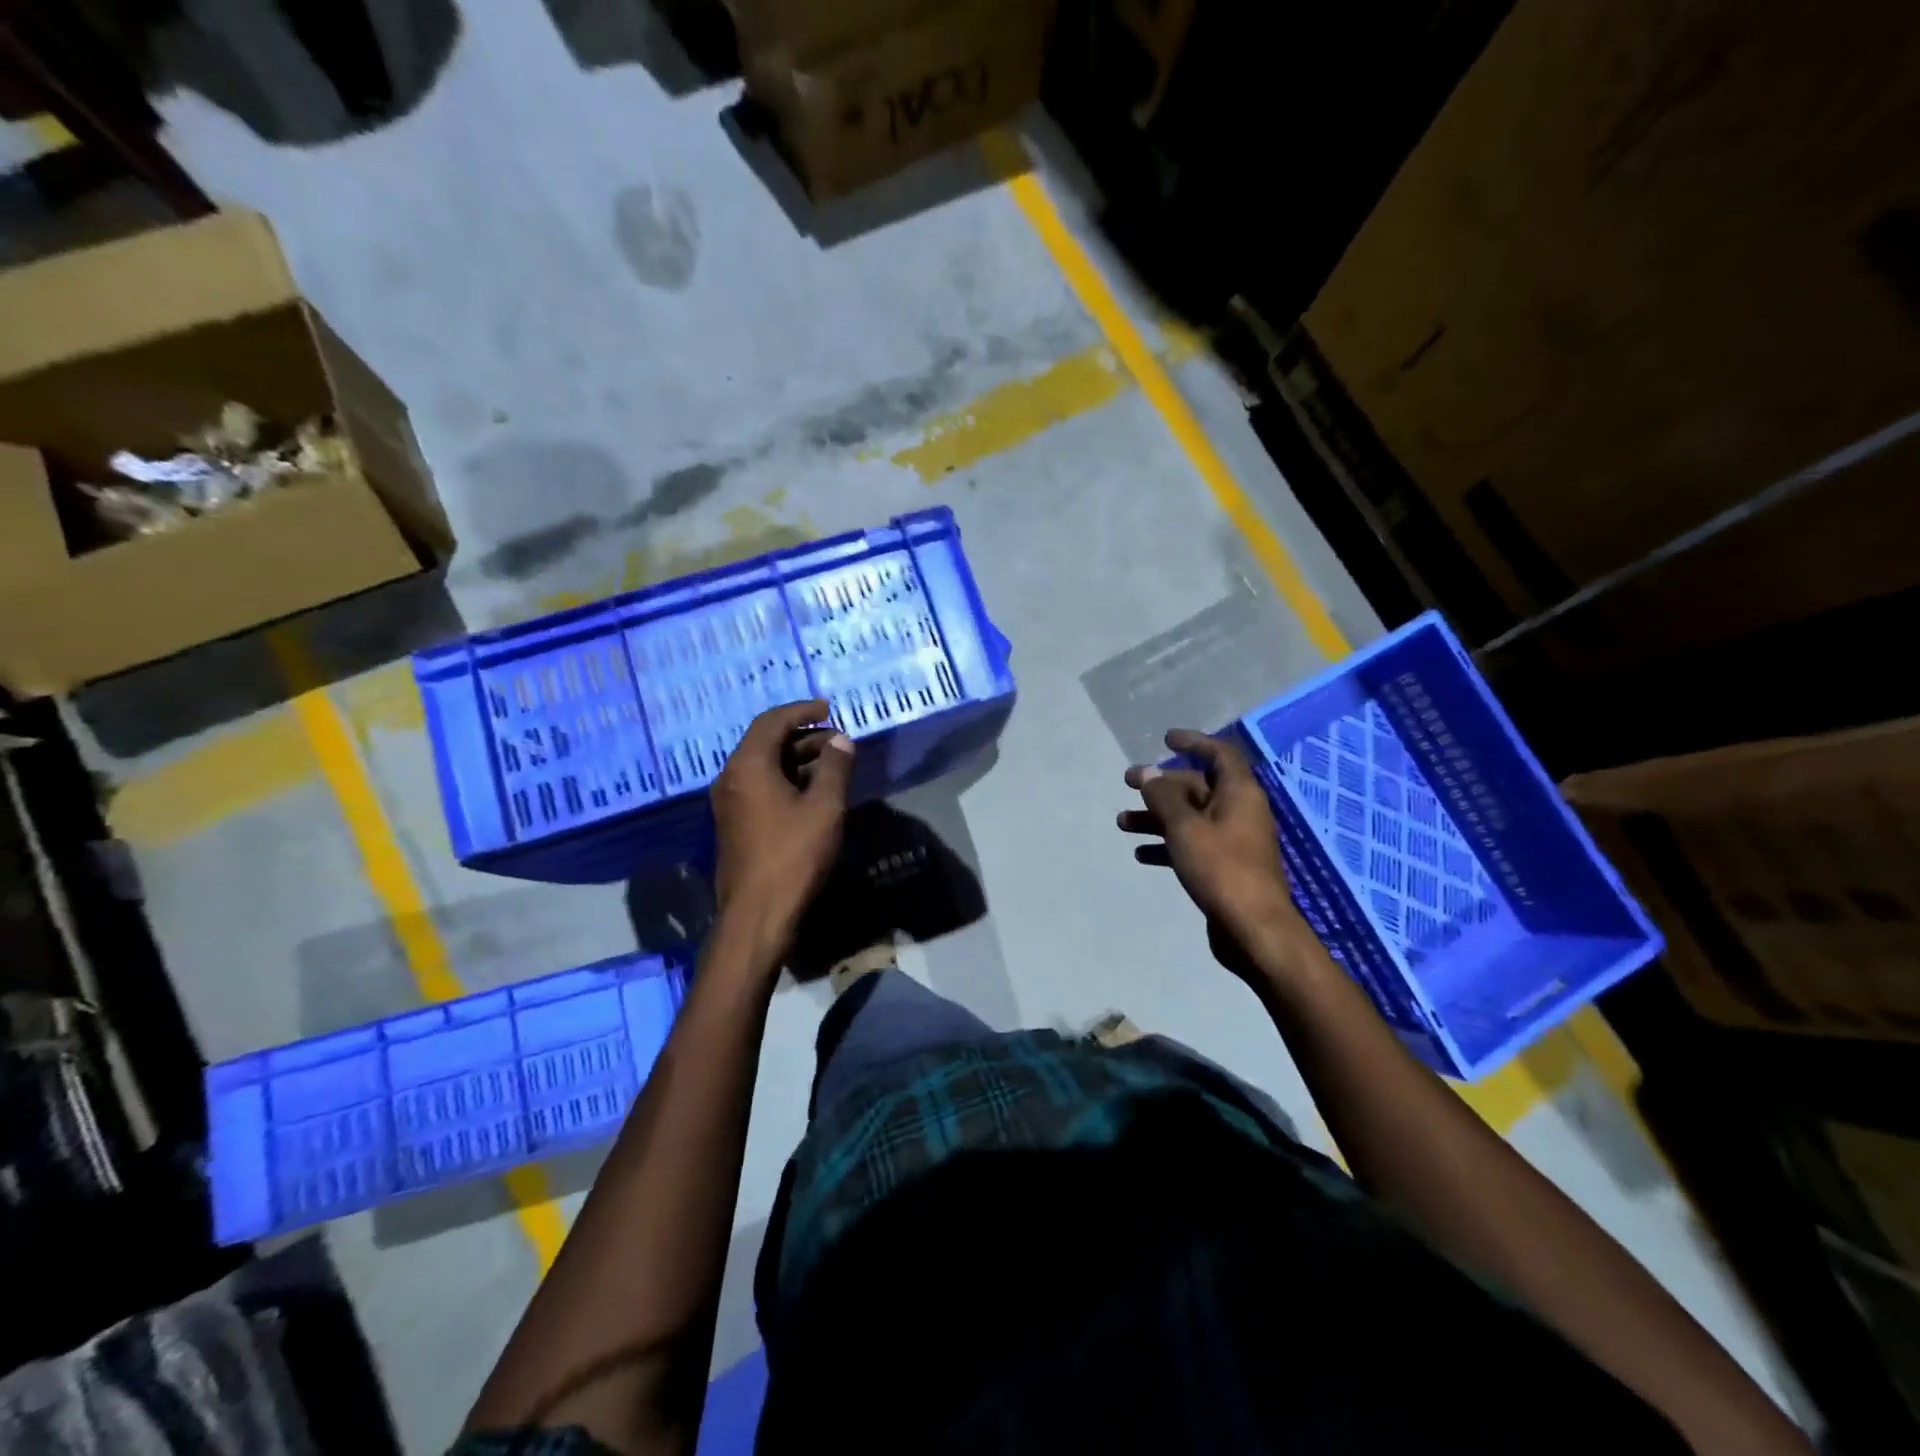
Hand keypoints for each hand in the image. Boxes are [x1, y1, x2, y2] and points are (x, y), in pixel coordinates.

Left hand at [712, 699, 854, 948]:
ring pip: (764, 766)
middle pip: (766, 742)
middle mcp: (732, 778)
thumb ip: (834, 767)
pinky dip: (786, 779)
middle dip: (804, 736)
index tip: (829, 710)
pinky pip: (760, 786)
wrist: (757, 915)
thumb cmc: (793, 856)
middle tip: (839, 741)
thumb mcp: (824, 807)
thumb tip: (841, 740)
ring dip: (797, 759)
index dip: (802, 711)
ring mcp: (729, 803)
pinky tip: (813, 792)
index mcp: (748, 766)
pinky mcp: (734, 824)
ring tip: (833, 765)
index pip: (772, 721)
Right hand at [1118, 729, 1310, 976]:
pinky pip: (1191, 845)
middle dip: (1161, 785)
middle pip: (1197, 787)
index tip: (1166, 739)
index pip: (1219, 754)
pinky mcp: (1224, 868)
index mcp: (1239, 794)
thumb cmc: (1221, 868)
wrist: (1253, 929)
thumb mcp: (1185, 827)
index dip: (1194, 742)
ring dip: (1156, 818)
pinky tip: (1141, 855)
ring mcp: (1233, 841)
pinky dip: (1167, 845)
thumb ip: (1163, 797)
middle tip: (1127, 783)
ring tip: (1122, 824)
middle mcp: (1239, 812)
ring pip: (1189, 818)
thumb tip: (1147, 773)